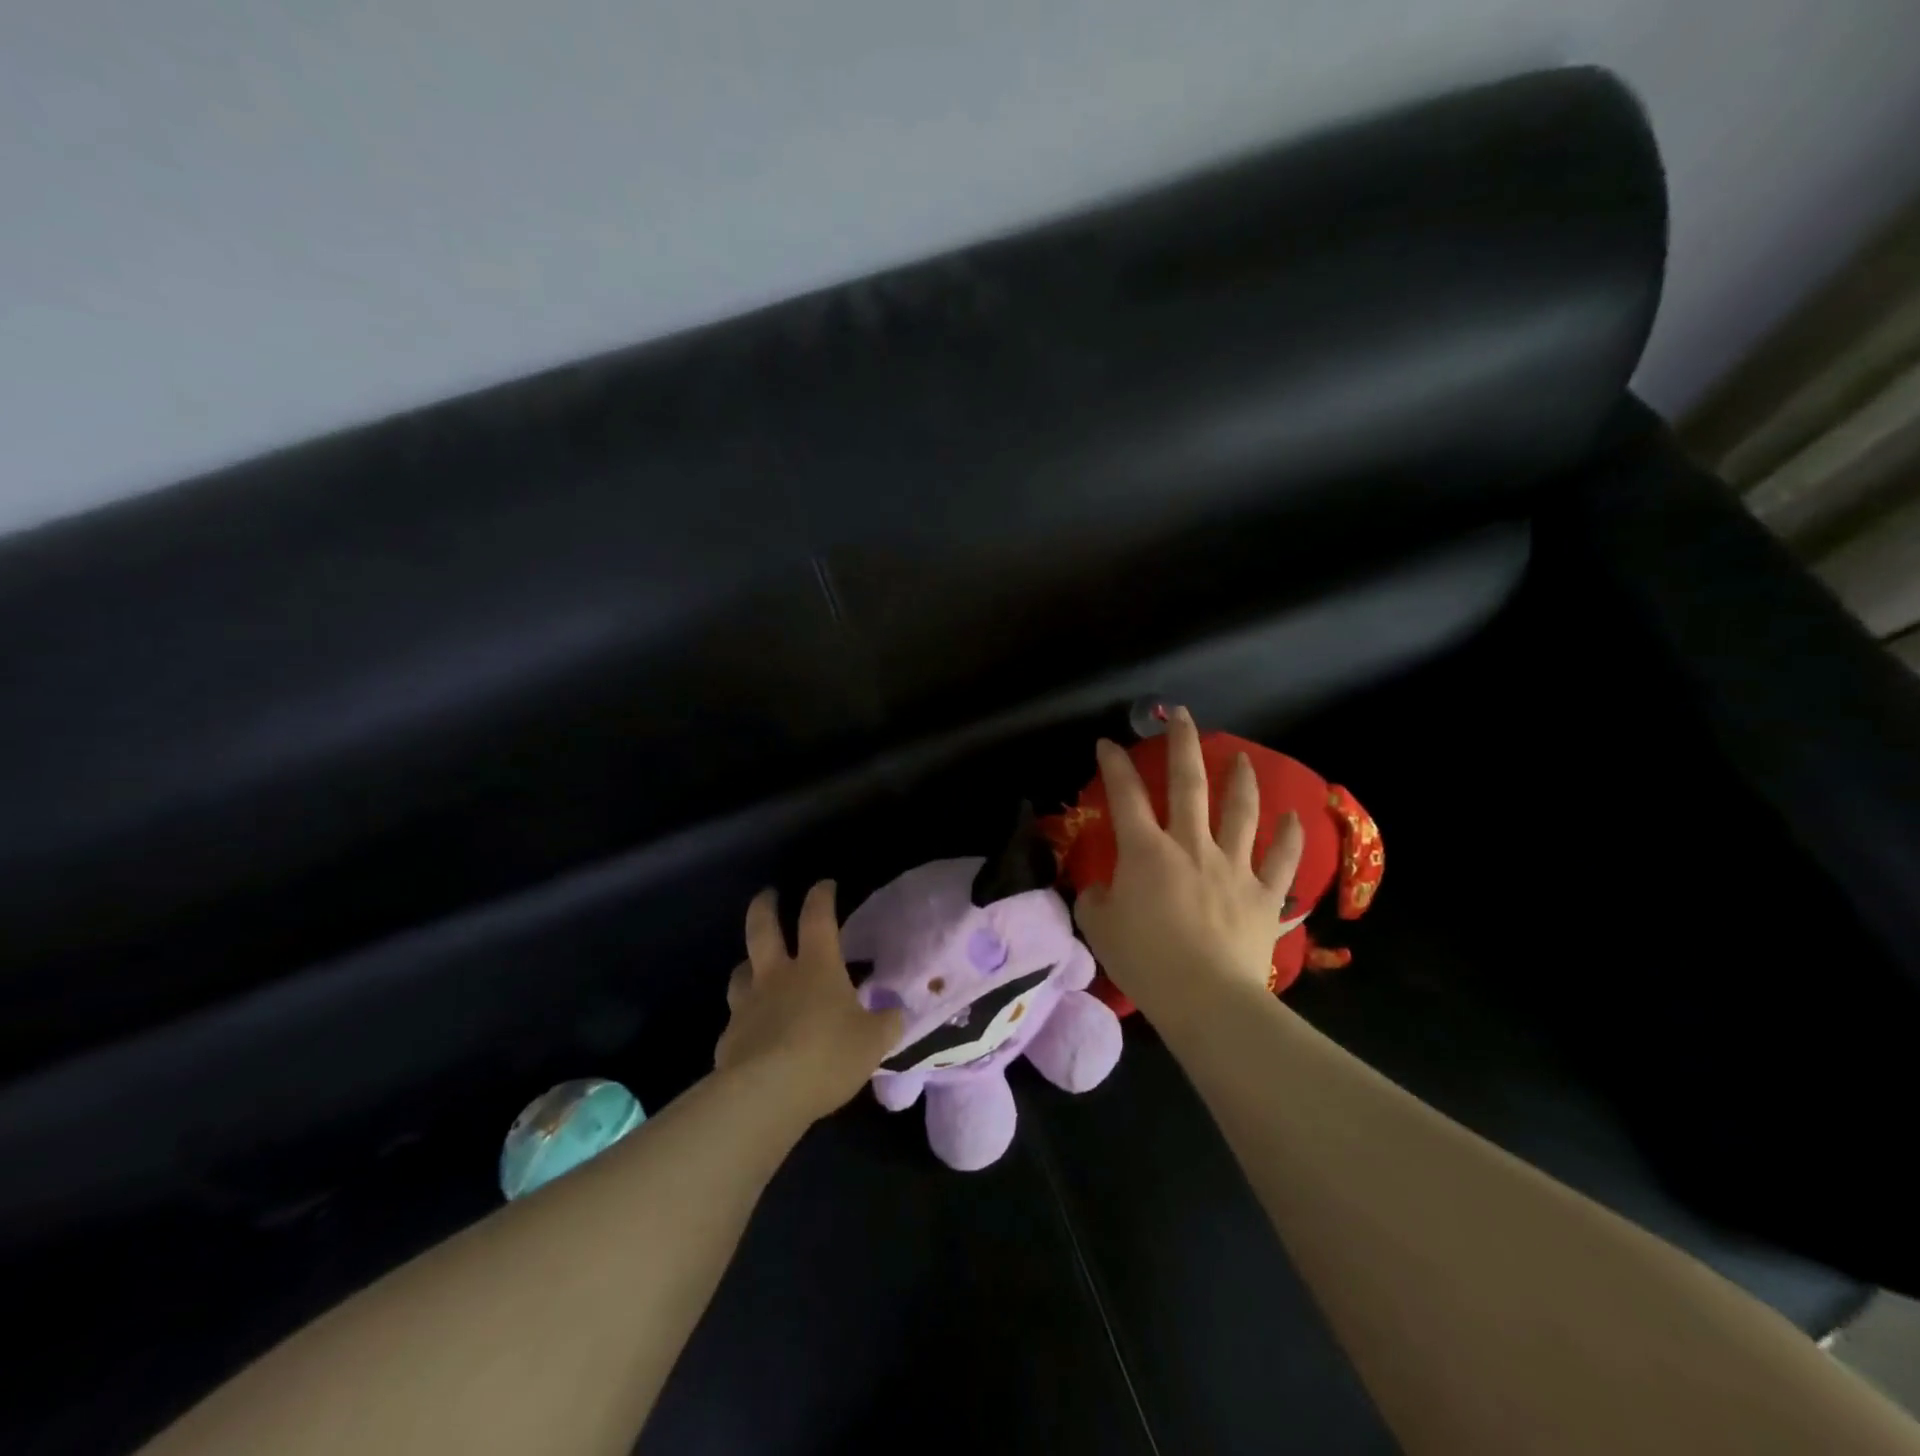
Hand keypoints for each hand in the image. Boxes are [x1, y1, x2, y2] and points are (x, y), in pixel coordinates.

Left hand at [715, 881, 904, 1122]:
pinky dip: (744, 1019)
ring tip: (752, 966)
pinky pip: (736, 1020)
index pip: (818, 917)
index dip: (821, 896)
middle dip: (765, 907)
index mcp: (816, 967)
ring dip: (747, 964)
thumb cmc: (827, 1055)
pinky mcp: (728, 1038)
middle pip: (762, 929)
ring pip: (740, 971)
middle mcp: (777, 976)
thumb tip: (895, 1013)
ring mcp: (747, 1005)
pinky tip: (752, 1033)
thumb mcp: (872, 1042)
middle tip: (768, 894)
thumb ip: (885, 1024)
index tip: (824, 884)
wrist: (765, 1095)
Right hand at [1072, 707, 1304, 1017]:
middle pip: (1189, 784)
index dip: (1115, 765)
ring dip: (1241, 780)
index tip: (1108, 743)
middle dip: (1183, 744)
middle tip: (1182, 716)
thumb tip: (1102, 889)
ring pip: (1240, 811)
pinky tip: (1295, 817)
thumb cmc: (1146, 961)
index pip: (1125, 795)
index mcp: (1146, 851)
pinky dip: (1290, 837)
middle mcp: (1191, 845)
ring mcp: (1233, 867)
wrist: (1206, 999)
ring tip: (1242, 757)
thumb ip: (1095, 899)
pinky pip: (1283, 860)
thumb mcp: (1100, 928)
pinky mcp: (1264, 895)